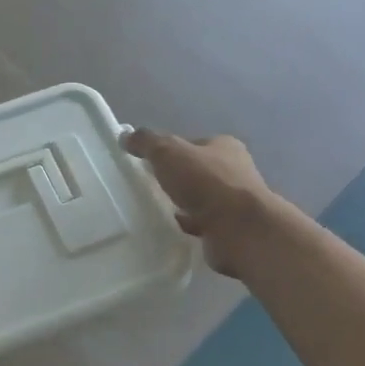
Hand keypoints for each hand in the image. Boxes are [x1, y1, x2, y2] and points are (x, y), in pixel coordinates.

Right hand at [122, 129, 274, 280]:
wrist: (239, 229)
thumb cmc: (206, 182)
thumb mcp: (168, 152)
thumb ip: (146, 142)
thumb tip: (125, 136)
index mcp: (224, 147)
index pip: (193, 144)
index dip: (170, 150)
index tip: (147, 162)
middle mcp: (234, 171)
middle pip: (197, 171)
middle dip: (176, 178)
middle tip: (149, 186)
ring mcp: (234, 202)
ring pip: (200, 199)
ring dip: (182, 203)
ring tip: (155, 209)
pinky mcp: (230, 229)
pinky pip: (202, 223)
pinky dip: (187, 225)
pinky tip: (170, 228)